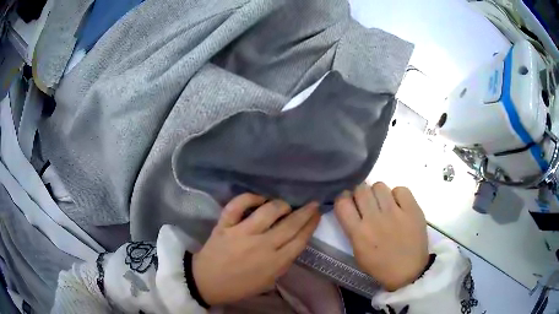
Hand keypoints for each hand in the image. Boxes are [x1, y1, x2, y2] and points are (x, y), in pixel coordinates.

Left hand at [192, 194, 320, 304]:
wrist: (208, 283)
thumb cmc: (239, 285)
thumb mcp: (268, 281)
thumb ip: (282, 263)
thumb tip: (292, 243)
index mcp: (275, 263)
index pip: (299, 240)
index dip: (311, 225)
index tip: (317, 214)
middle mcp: (262, 246)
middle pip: (290, 225)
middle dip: (305, 212)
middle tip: (312, 204)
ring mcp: (242, 234)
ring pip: (268, 212)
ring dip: (280, 205)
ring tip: (284, 206)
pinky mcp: (224, 226)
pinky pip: (237, 206)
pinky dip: (249, 198)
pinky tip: (258, 199)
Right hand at [334, 182, 428, 290]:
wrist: (408, 271)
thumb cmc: (380, 266)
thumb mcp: (358, 252)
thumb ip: (352, 230)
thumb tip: (352, 209)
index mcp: (358, 232)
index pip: (342, 202)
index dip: (344, 198)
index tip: (349, 202)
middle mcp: (375, 219)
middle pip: (360, 189)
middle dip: (360, 194)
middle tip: (367, 202)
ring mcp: (395, 212)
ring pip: (379, 185)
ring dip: (378, 193)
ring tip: (384, 203)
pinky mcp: (412, 209)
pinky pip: (400, 189)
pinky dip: (398, 195)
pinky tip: (399, 205)